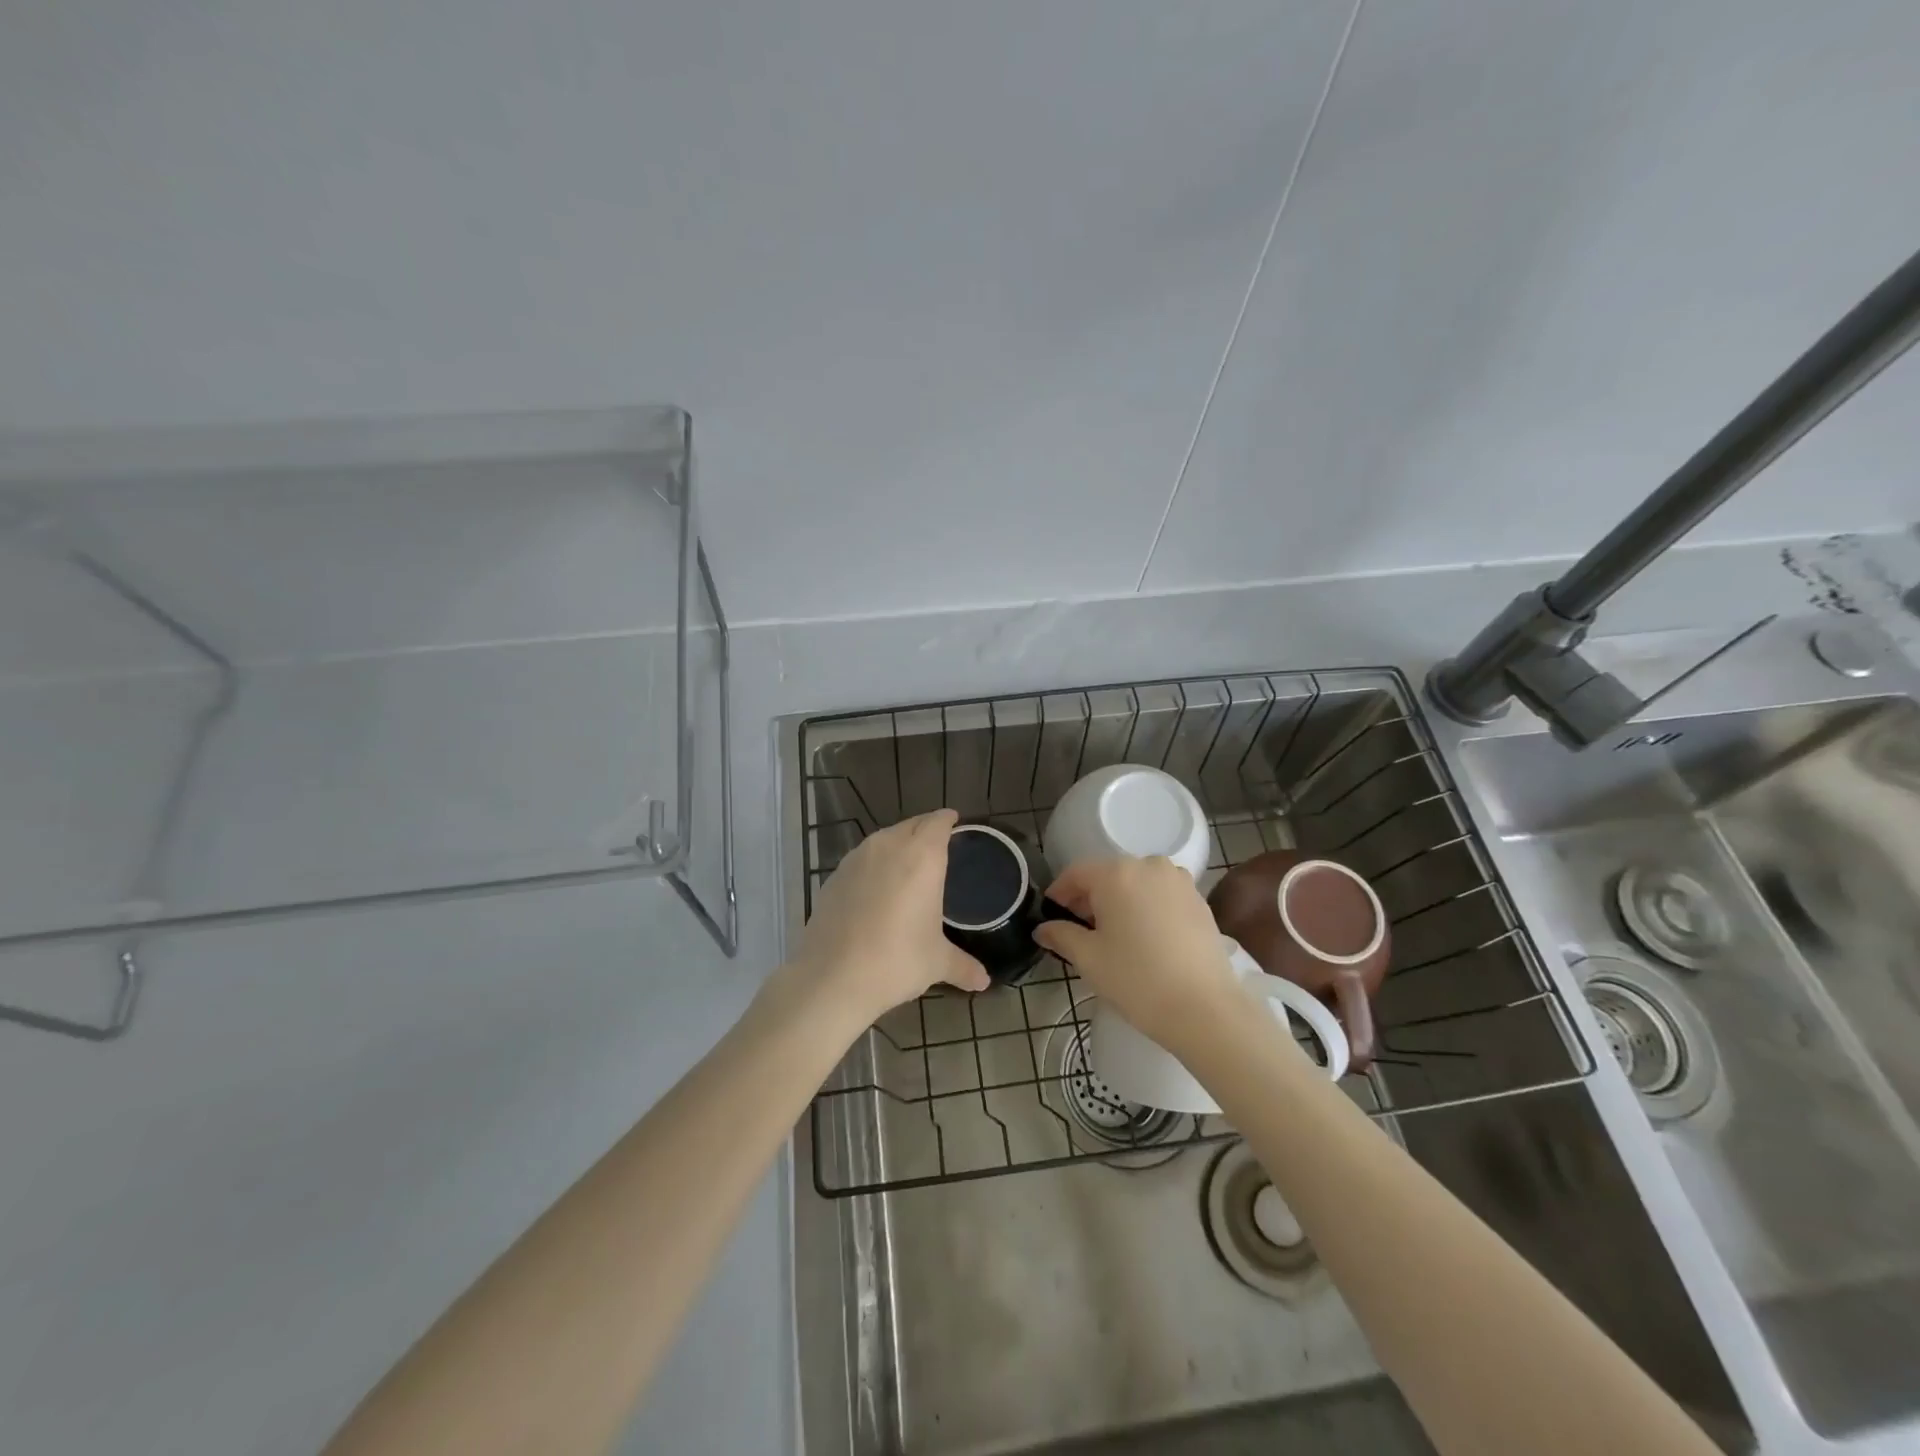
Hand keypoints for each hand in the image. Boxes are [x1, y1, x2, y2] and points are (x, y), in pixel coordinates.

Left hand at [783, 809, 989, 1031]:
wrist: (832, 976)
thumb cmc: (896, 960)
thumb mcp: (936, 962)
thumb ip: (963, 966)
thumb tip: (984, 981)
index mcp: (922, 857)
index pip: (938, 823)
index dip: (947, 820)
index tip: (954, 821)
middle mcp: (889, 847)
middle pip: (911, 825)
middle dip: (925, 829)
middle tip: (936, 842)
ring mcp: (856, 859)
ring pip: (883, 839)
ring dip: (898, 844)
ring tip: (907, 863)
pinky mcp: (834, 876)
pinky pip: (861, 859)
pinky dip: (874, 865)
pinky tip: (876, 887)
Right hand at [1033, 857, 1240, 1055]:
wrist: (1204, 1009)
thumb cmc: (1137, 979)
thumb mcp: (1088, 958)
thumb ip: (1061, 936)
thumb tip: (1043, 929)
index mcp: (1116, 874)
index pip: (1076, 873)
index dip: (1059, 893)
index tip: (1050, 915)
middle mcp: (1148, 866)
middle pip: (1108, 875)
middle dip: (1089, 898)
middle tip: (1078, 929)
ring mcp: (1178, 881)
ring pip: (1136, 884)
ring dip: (1120, 901)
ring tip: (1113, 935)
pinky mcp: (1199, 900)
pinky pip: (1161, 895)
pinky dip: (1146, 908)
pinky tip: (1144, 938)